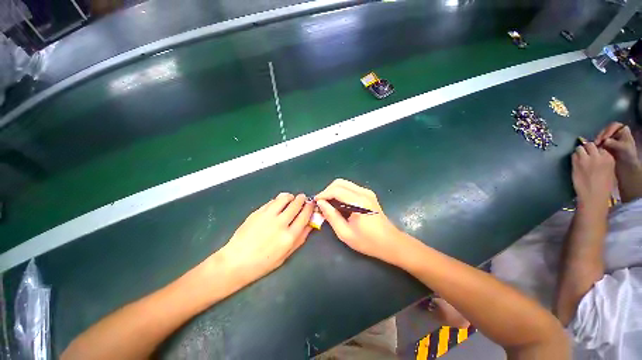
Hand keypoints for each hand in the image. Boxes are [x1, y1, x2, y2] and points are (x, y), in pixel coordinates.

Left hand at [218, 193, 313, 285]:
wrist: (236, 261)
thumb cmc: (263, 263)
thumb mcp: (286, 255)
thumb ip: (300, 239)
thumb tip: (310, 224)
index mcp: (289, 236)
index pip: (304, 216)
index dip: (309, 207)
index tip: (311, 204)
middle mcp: (280, 223)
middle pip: (295, 205)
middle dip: (301, 199)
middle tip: (302, 198)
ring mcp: (268, 216)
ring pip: (284, 198)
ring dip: (290, 196)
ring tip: (291, 198)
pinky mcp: (257, 212)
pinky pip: (272, 201)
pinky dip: (278, 200)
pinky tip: (278, 203)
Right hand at [315, 179, 402, 261]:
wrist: (391, 243)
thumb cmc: (368, 241)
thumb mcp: (345, 233)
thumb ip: (331, 216)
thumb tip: (320, 203)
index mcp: (358, 202)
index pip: (336, 190)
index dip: (323, 194)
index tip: (315, 202)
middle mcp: (363, 192)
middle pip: (340, 182)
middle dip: (327, 190)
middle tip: (321, 202)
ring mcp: (367, 192)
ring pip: (345, 183)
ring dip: (334, 191)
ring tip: (328, 203)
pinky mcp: (368, 194)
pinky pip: (350, 188)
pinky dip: (341, 192)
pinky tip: (338, 203)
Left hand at [571, 143, 614, 208]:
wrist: (593, 196)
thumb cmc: (603, 187)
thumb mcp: (609, 171)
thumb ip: (604, 161)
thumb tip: (598, 155)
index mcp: (609, 158)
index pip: (601, 147)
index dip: (596, 150)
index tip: (594, 154)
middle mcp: (598, 156)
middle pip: (590, 145)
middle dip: (587, 148)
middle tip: (586, 153)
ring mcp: (586, 159)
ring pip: (580, 148)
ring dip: (579, 151)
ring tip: (580, 157)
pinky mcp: (576, 164)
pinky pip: (573, 155)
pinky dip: (574, 157)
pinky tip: (575, 162)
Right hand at [595, 122, 639, 167]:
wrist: (626, 166)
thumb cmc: (627, 156)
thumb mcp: (623, 148)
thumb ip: (614, 143)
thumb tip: (605, 141)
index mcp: (623, 131)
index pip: (614, 126)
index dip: (608, 130)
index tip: (604, 138)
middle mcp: (616, 133)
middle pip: (606, 130)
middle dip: (601, 136)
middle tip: (597, 142)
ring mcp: (610, 139)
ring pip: (602, 136)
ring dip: (598, 140)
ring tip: (595, 146)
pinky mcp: (605, 144)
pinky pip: (600, 142)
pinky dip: (597, 144)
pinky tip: (595, 148)